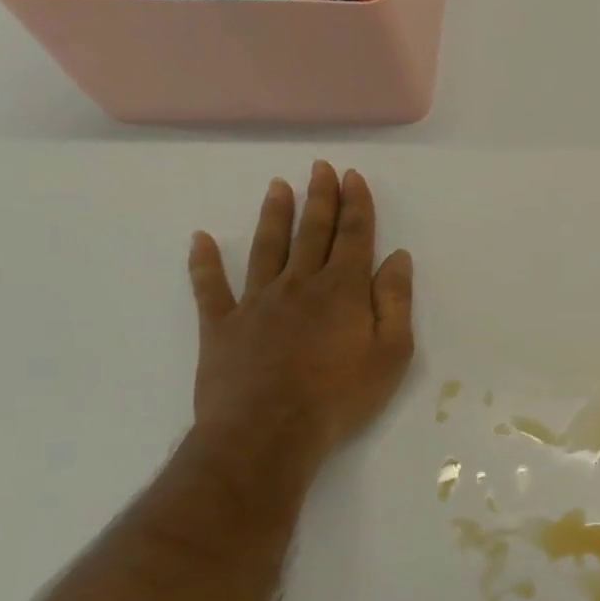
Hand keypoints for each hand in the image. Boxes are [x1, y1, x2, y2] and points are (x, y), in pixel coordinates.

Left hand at [186, 162, 414, 468]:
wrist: (268, 432)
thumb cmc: (341, 395)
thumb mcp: (391, 352)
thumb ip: (395, 302)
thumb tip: (398, 258)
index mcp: (343, 290)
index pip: (353, 237)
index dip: (356, 205)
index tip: (353, 176)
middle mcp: (299, 285)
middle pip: (312, 233)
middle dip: (320, 198)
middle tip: (320, 168)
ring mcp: (256, 303)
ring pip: (266, 249)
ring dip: (273, 215)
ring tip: (278, 186)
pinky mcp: (221, 327)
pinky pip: (210, 288)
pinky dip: (204, 263)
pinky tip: (201, 240)